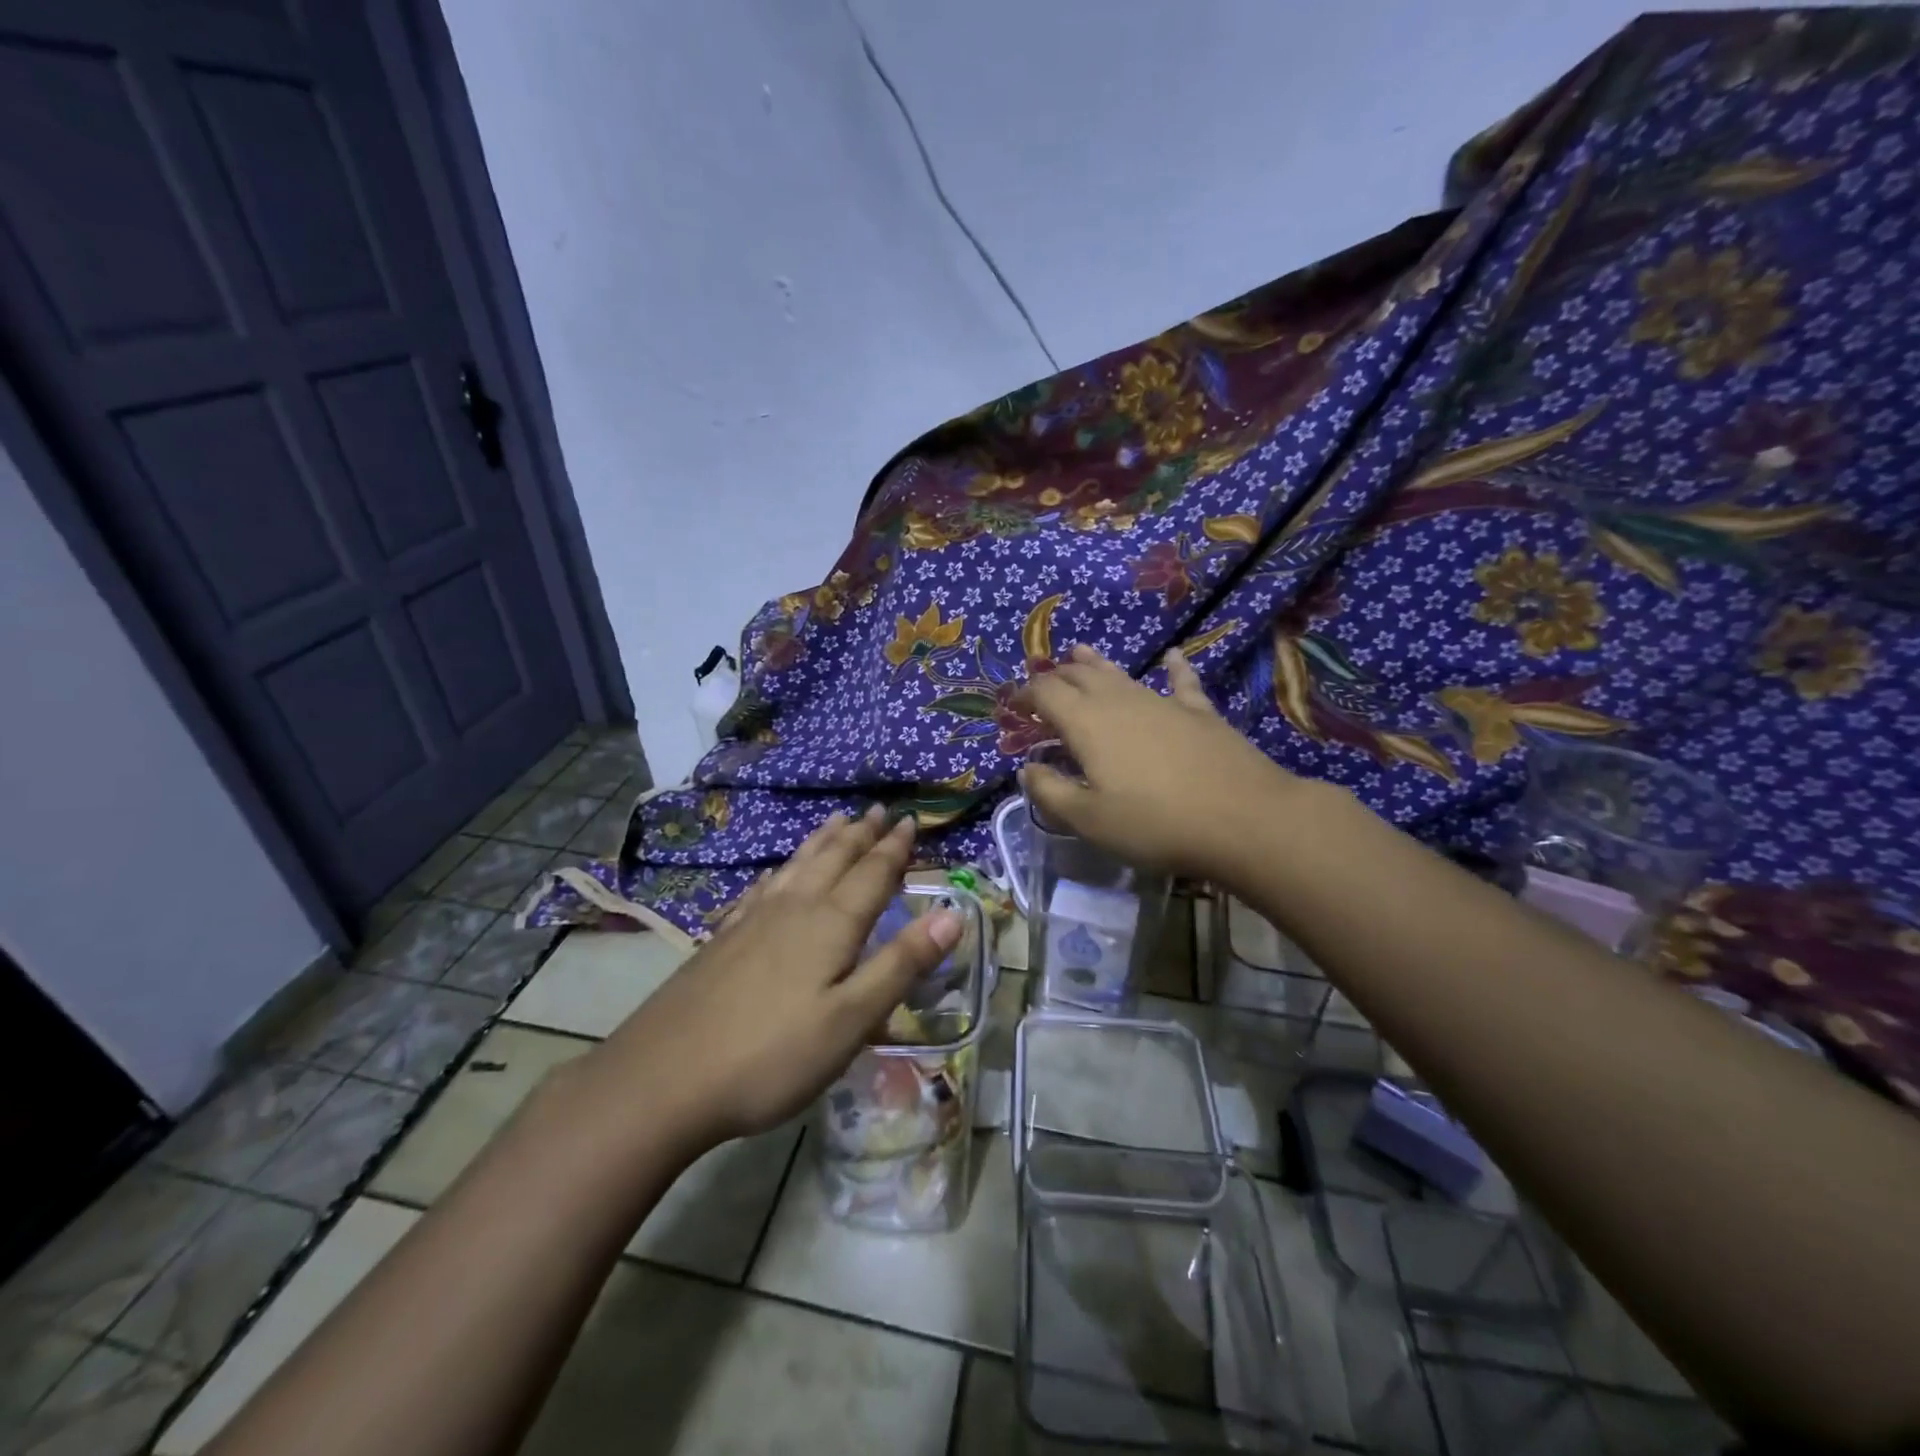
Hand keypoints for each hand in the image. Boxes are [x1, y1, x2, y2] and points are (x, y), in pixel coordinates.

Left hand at [586, 808, 962, 1151]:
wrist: (662, 1080)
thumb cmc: (771, 1055)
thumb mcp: (851, 1019)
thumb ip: (902, 965)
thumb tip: (953, 913)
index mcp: (830, 924)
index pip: (872, 874)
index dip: (894, 848)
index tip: (908, 820)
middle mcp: (793, 908)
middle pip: (833, 859)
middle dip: (859, 835)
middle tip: (876, 811)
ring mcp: (752, 921)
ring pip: (797, 866)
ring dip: (822, 842)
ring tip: (836, 821)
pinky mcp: (723, 939)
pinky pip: (762, 888)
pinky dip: (780, 871)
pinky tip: (776, 873)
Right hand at [1018, 644, 1310, 880]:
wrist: (1243, 819)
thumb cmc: (1155, 823)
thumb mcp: (1089, 820)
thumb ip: (1050, 792)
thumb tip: (1027, 769)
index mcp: (1086, 723)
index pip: (1045, 693)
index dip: (1025, 695)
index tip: (1013, 707)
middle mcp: (1119, 701)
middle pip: (1079, 676)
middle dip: (1056, 677)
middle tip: (1043, 687)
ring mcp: (1162, 701)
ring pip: (1120, 673)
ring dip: (1095, 664)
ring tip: (1080, 652)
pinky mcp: (1199, 712)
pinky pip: (1181, 681)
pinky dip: (1173, 668)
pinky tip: (1173, 656)